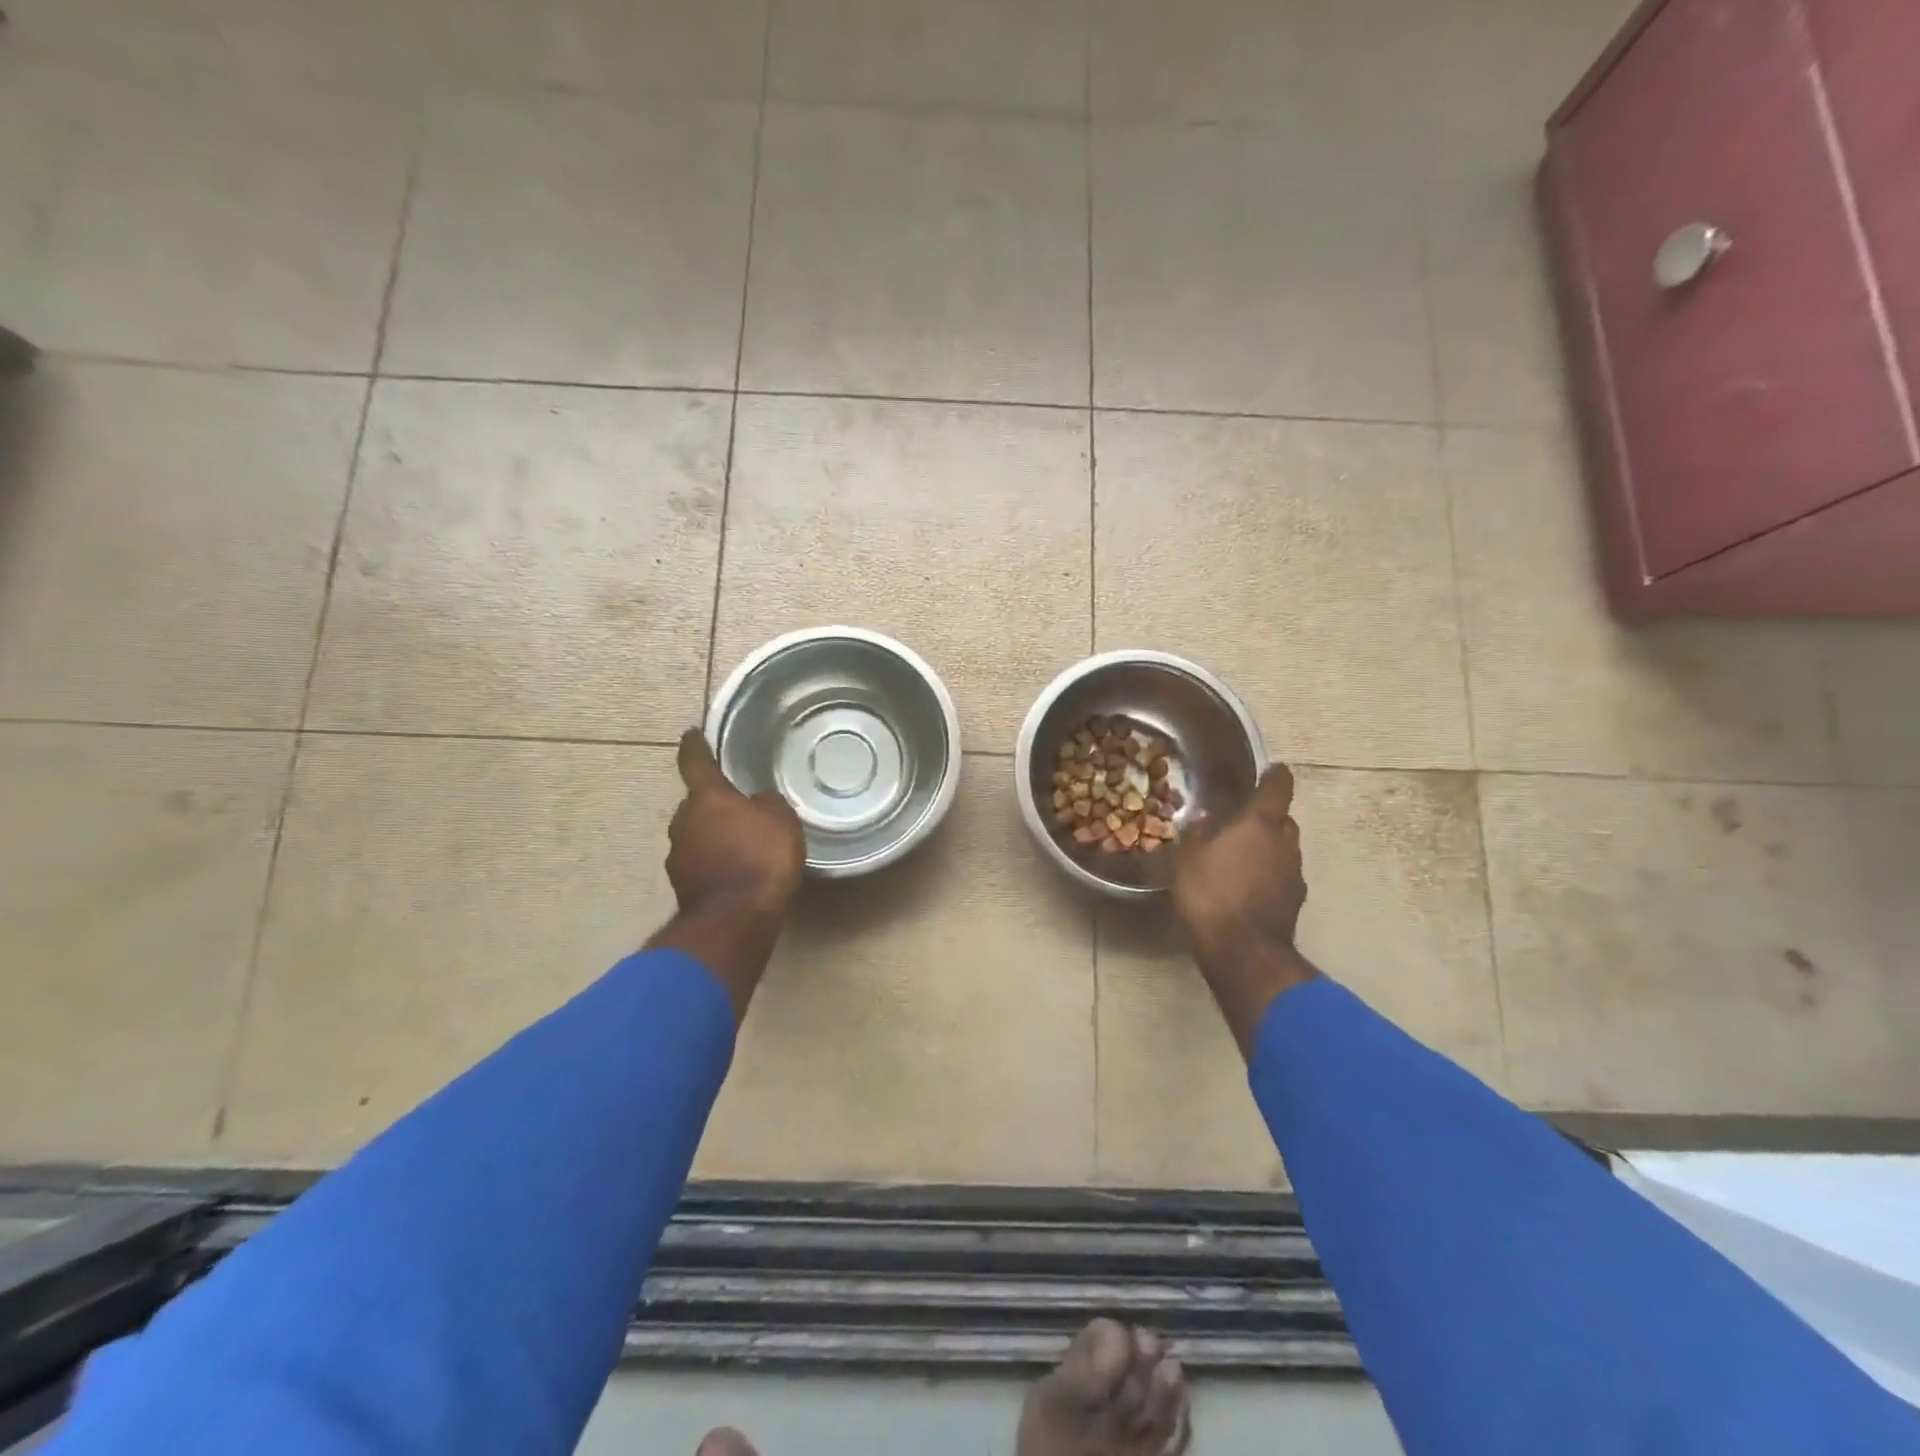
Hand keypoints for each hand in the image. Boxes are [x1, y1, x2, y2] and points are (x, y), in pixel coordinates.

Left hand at [648, 729, 805, 1018]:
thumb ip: (765, 804)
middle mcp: (684, 821)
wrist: (736, 919)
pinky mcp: (683, 884)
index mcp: (706, 797)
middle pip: (696, 803)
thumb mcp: (780, 820)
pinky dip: (715, 861)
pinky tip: (736, 870)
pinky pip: (700, 861)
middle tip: (738, 805)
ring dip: (714, 834)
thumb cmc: (761, 857)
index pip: (695, 762)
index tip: (692, 734)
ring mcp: (678, 855)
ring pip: (696, 834)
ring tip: (741, 843)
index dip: (695, 746)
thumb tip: (754, 803)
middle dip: (714, 802)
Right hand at [1170, 764, 1316, 1055]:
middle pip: (1283, 819)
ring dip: (1268, 849)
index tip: (1270, 771)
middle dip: (1266, 818)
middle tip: (1240, 823)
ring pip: (1284, 849)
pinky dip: (1269, 875)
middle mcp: (1285, 843)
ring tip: (1240, 858)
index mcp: (1260, 823)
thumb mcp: (1186, 859)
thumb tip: (1207, 820)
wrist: (1243, 952)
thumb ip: (1198, 835)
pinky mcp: (1295, 902)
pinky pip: (1282, 877)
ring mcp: (1295, 874)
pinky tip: (1247, 887)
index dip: (1275, 776)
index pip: (1278, 786)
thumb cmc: (1210, 894)